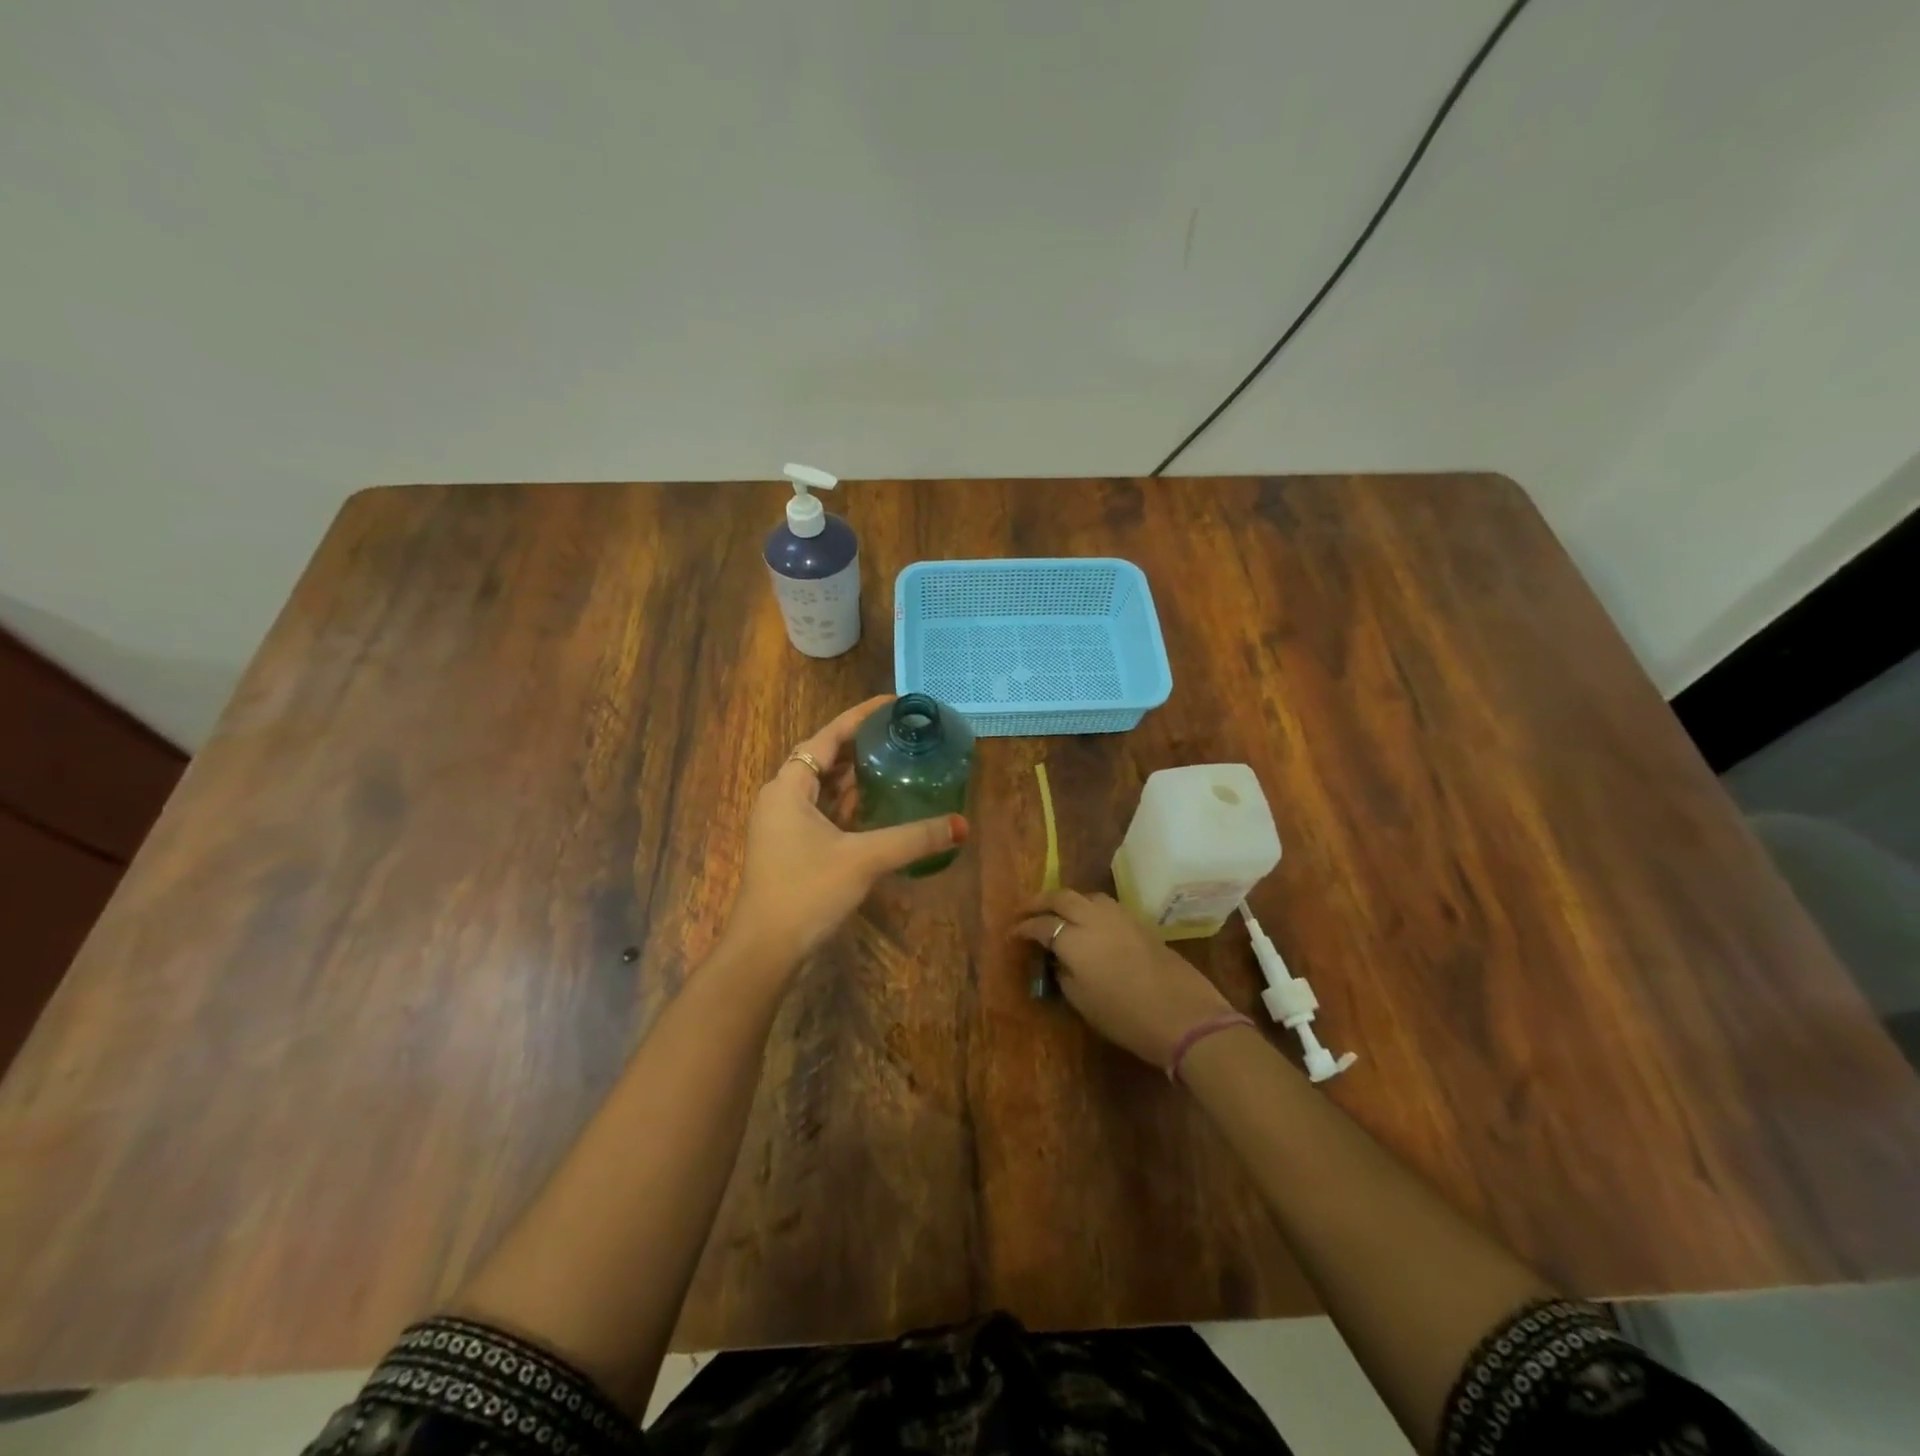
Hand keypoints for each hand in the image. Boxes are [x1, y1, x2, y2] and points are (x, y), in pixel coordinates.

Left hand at [725, 695, 967, 966]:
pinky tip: (876, 806)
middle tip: (900, 735)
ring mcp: (784, 824)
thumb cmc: (807, 891)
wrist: (766, 949)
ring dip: (855, 776)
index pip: (827, 737)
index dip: (859, 717)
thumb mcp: (864, 859)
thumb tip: (962, 825)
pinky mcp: (791, 847)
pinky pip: (823, 812)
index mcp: (788, 787)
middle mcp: (782, 798)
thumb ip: (913, 838)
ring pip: (823, 787)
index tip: (892, 704)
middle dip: (860, 745)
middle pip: (824, 758)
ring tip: (894, 762)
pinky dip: (848, 804)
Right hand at [1013, 889, 1232, 1067]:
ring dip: (1068, 900)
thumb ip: (1065, 975)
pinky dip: (1090, 907)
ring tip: (1059, 913)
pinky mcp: (1140, 923)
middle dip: (1040, 901)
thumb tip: (1059, 960)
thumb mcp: (1084, 1003)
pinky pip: (1106, 905)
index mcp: (1075, 940)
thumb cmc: (1127, 1018)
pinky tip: (1090, 923)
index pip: (1042, 925)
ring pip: (1086, 896)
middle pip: (1062, 897)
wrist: (1185, 1016)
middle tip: (1026, 910)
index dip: (1024, 928)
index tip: (1013, 933)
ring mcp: (1121, 917)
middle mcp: (1094, 919)